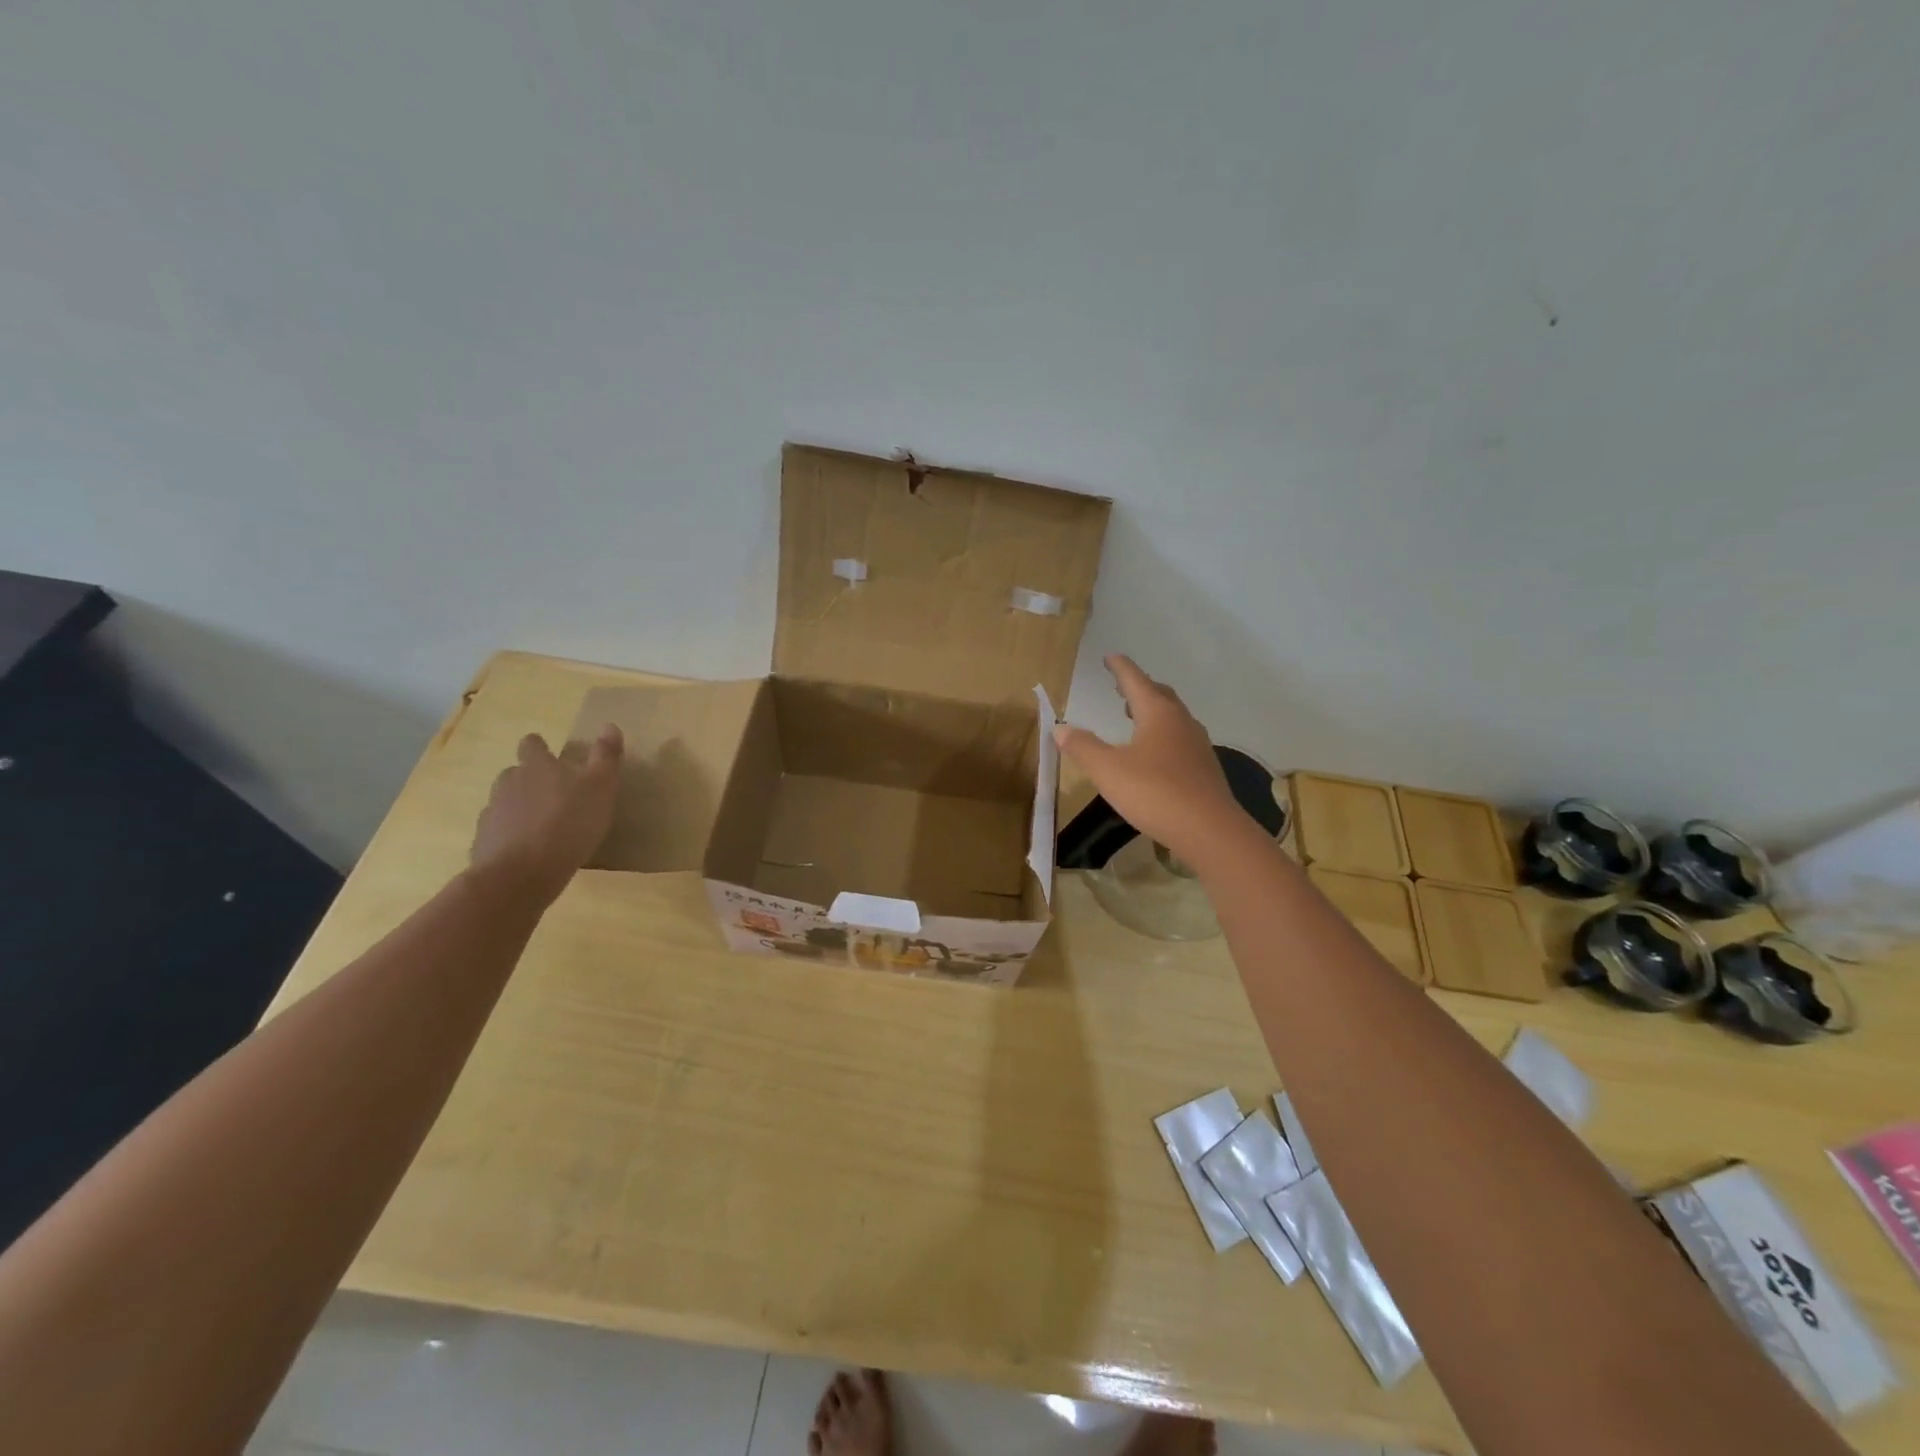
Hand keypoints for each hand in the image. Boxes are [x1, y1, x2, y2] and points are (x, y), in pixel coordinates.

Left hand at [469, 725, 623, 904]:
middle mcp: (508, 783)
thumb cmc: (569, 823)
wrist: (522, 873)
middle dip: (531, 779)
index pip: (532, 745)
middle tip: (554, 794)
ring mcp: (492, 813)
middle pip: (515, 773)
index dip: (539, 747)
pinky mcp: (484, 842)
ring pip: (505, 803)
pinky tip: (529, 851)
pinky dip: (511, 836)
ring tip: (543, 825)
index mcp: (536, 766)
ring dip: (521, 808)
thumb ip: (606, 757)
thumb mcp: (601, 787)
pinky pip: (499, 832)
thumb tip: (610, 725)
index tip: (549, 753)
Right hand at [1055, 656, 1248, 866]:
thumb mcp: (1108, 770)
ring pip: (1173, 717)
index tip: (1110, 657)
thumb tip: (1061, 727)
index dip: (1120, 668)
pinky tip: (1155, 753)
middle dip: (1139, 687)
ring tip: (1135, 717)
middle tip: (1120, 687)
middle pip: (1159, 694)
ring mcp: (1197, 745)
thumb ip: (1083, 747)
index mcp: (1158, 713)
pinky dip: (1163, 734)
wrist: (1209, 830)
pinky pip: (1180, 738)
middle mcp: (1181, 721)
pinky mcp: (1204, 768)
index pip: (1136, 680)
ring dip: (1153, 710)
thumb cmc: (1154, 792)